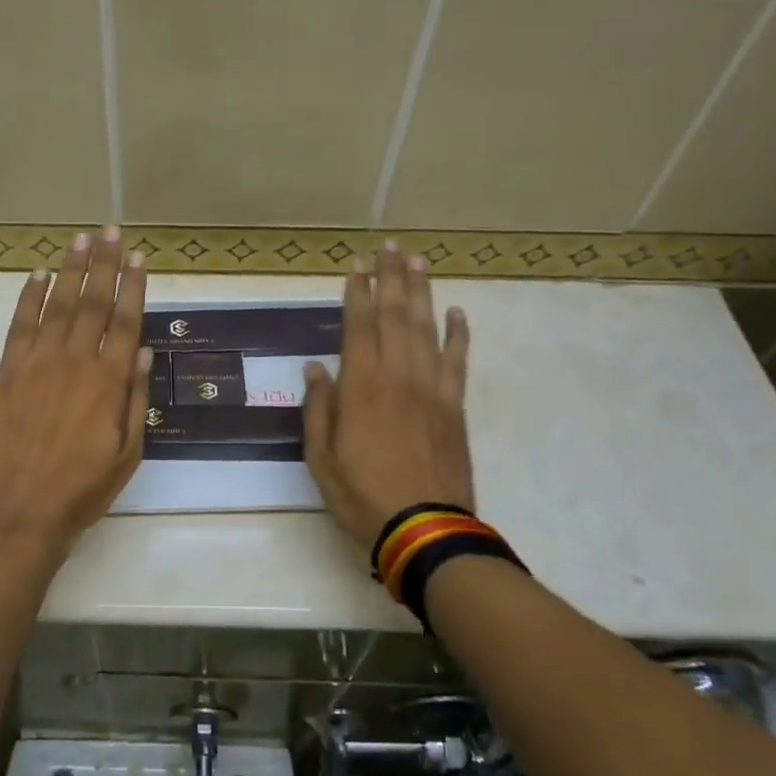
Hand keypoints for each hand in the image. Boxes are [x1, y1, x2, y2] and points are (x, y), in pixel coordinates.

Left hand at [0, 227, 150, 552]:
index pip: (125, 321)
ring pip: (57, 304)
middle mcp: (75, 361)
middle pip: (93, 301)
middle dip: (104, 264)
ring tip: (81, 240)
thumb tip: (142, 350)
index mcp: (109, 381)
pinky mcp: (7, 371)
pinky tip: (38, 275)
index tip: (137, 257)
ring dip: (70, 269)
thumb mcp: (128, 453)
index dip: (132, 286)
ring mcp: (37, 362)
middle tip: (111, 231)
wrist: (18, 510)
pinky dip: (29, 296)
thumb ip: (135, 398)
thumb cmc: (81, 489)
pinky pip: (20, 324)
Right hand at [303, 243, 474, 548]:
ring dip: (422, 293)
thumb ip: (318, 409)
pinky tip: (458, 312)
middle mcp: (398, 376)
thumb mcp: (320, 458)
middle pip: (396, 316)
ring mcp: (432, 389)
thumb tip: (315, 368)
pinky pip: (458, 361)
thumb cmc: (362, 495)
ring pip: (427, 329)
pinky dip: (459, 335)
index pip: (359, 326)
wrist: (425, 528)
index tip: (358, 266)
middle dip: (391, 279)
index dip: (358, 293)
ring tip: (419, 262)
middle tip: (391, 247)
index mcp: (361, 387)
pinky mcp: (455, 406)